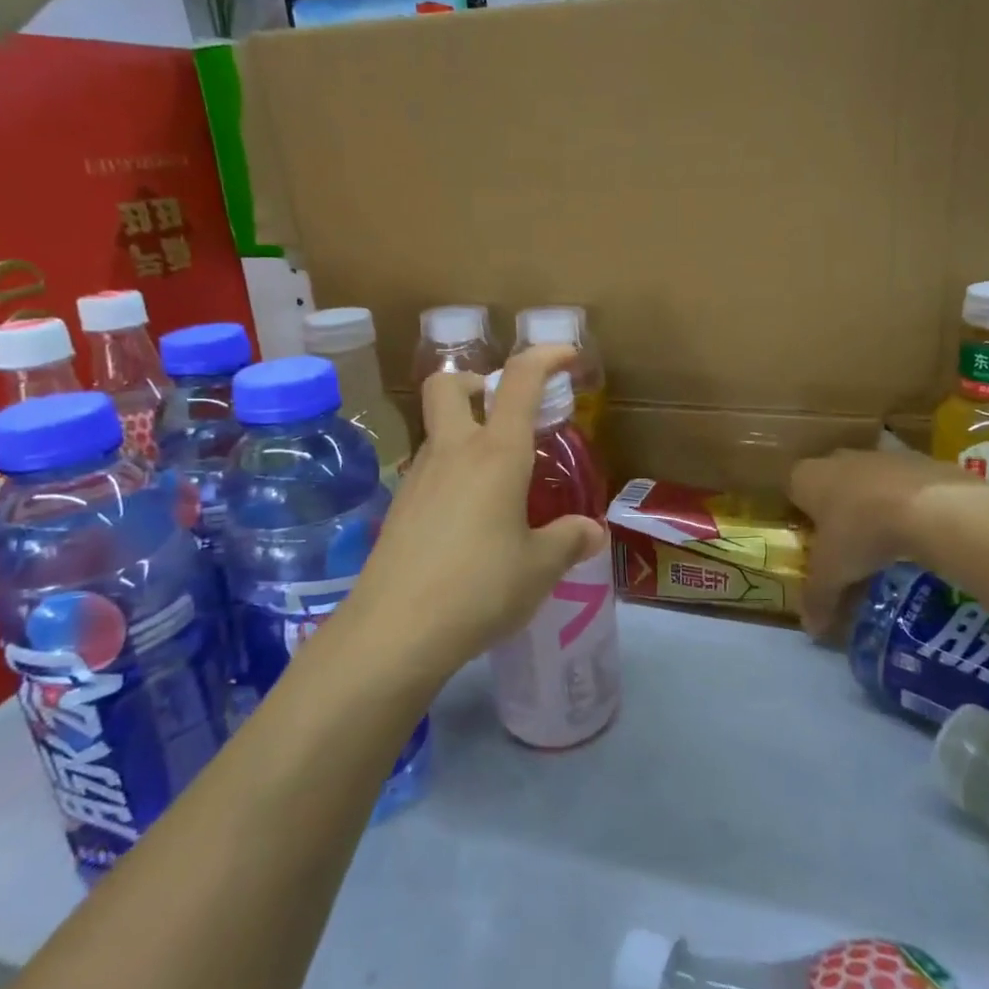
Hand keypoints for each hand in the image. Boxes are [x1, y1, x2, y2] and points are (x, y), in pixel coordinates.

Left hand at [346, 344, 605, 678]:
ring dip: (466, 434)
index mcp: (496, 454)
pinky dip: (453, 474)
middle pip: (448, 385)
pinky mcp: (399, 509)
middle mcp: (453, 452)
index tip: (566, 356)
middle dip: (476, 382)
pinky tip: (470, 521)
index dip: (544, 357)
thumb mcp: (540, 567)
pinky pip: (430, 471)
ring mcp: (418, 478)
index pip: (518, 381)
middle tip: (506, 411)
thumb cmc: (479, 588)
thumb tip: (593, 532)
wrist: (394, 631)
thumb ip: (569, 541)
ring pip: (438, 431)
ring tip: (500, 482)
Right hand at [788, 448, 977, 638]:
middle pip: (830, 482)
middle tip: (846, 544)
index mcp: (808, 477)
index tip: (811, 540)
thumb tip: (810, 631)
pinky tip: (918, 529)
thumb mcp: (833, 573)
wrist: (932, 506)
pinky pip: (904, 484)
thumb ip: (818, 599)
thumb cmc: (862, 532)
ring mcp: (881, 455)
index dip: (800, 514)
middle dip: (836, 509)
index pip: (793, 489)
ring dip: (873, 503)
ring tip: (886, 540)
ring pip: (868, 480)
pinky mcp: (919, 459)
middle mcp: (839, 458)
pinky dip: (908, 502)